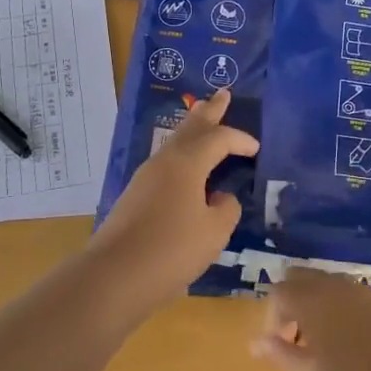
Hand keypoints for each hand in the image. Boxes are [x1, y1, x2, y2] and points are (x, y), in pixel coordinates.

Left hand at [88, 88, 258, 309]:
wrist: (114, 276)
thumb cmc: (171, 250)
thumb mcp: (214, 232)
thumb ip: (226, 209)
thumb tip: (220, 197)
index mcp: (187, 162)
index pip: (219, 139)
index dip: (240, 140)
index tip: (257, 148)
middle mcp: (164, 161)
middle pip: (190, 127)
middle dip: (209, 111)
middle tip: (222, 93)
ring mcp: (145, 178)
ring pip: (174, 143)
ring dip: (192, 129)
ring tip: (202, 118)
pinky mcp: (135, 197)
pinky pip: (166, 163)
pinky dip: (181, 154)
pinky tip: (184, 164)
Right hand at [253, 268, 370, 370]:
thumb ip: (282, 356)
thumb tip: (255, 342)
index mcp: (313, 299)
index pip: (278, 292)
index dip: (272, 319)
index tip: (279, 350)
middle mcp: (336, 285)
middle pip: (302, 280)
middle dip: (291, 306)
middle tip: (296, 344)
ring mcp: (363, 291)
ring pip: (326, 286)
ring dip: (315, 308)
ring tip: (321, 349)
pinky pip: (348, 296)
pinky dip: (337, 311)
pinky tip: (349, 346)